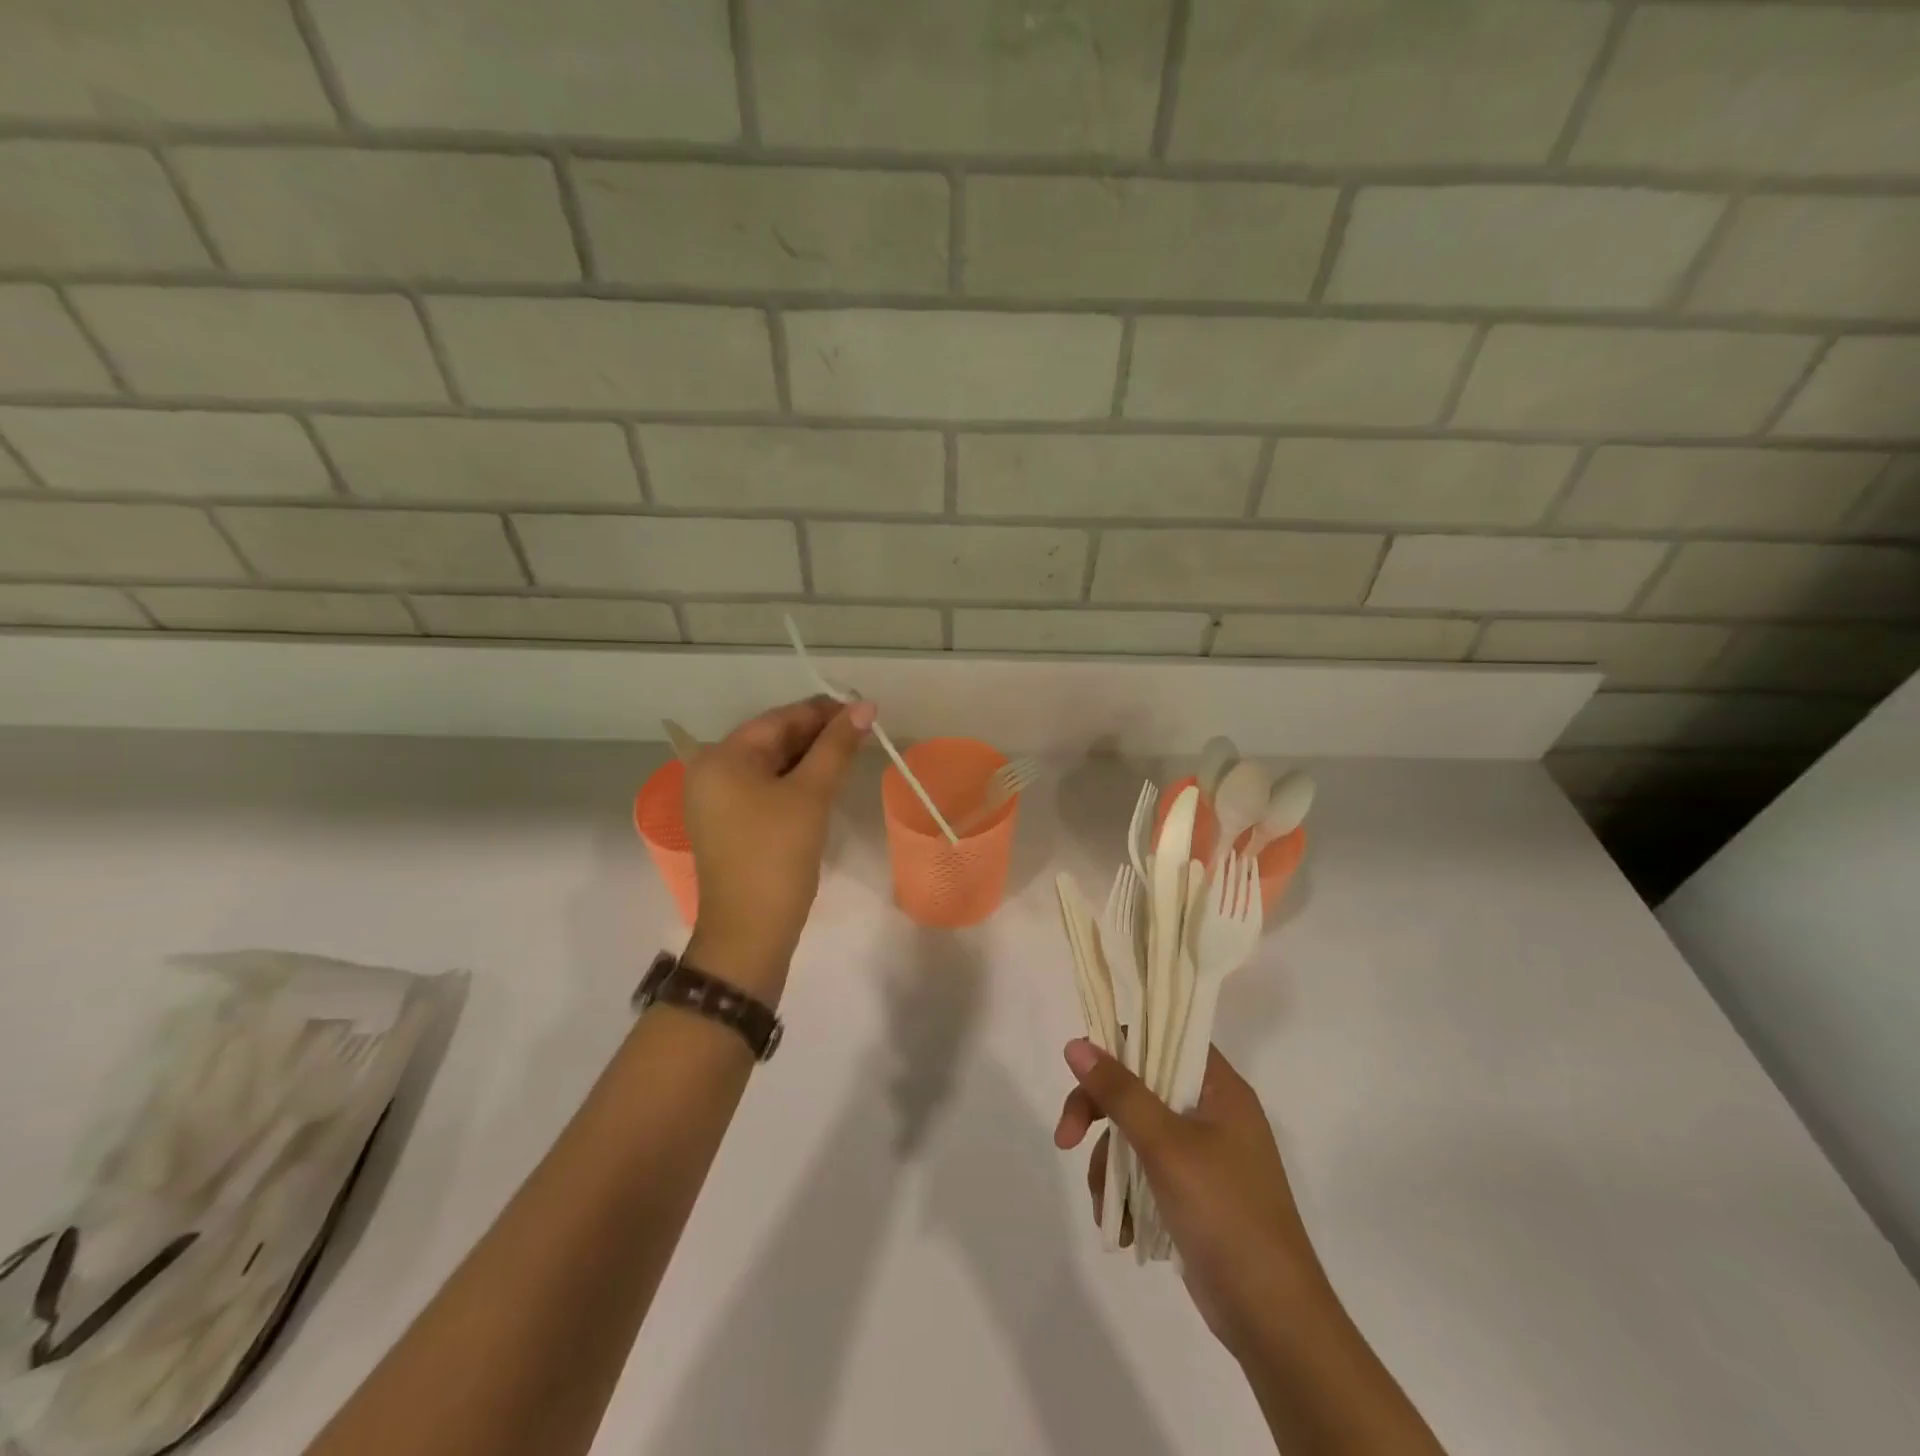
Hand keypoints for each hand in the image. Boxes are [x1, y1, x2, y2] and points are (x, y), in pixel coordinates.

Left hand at [681, 696, 873, 996]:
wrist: (749, 933)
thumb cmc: (777, 855)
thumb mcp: (811, 795)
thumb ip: (837, 746)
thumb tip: (865, 706)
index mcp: (722, 757)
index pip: (779, 719)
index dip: (823, 711)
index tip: (864, 710)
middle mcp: (711, 772)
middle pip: (772, 740)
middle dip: (818, 735)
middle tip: (864, 732)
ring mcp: (717, 801)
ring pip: (771, 765)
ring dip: (810, 758)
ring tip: (852, 753)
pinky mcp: (729, 824)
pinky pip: (765, 788)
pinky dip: (795, 781)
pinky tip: (825, 781)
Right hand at [1054, 1039, 1331, 1358]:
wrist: (1273, 1320)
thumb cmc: (1225, 1214)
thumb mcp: (1166, 1146)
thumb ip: (1120, 1092)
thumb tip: (1075, 1044)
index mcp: (1220, 1088)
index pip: (1164, 1036)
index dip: (1121, 1044)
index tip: (1082, 1069)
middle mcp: (1213, 1112)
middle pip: (1140, 1087)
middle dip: (1100, 1115)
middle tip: (1066, 1139)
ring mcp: (1205, 1154)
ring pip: (1136, 1133)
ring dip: (1110, 1166)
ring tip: (1105, 1207)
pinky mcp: (1195, 1192)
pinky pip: (1146, 1172)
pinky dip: (1127, 1194)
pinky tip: (1122, 1229)